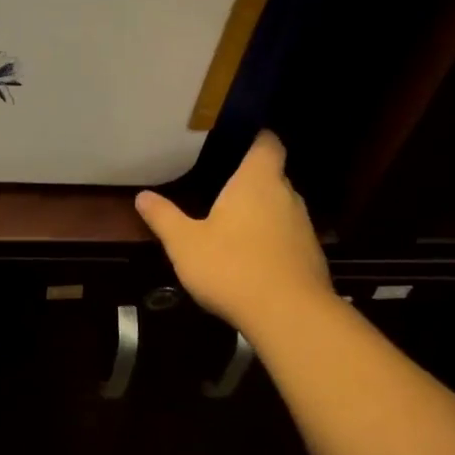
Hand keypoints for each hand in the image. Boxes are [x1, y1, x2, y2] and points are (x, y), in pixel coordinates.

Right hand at [134, 131, 330, 335]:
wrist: (289, 316)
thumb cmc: (232, 266)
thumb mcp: (184, 243)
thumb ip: (164, 217)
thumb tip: (142, 196)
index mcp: (257, 181)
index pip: (268, 144)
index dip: (258, 137)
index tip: (241, 138)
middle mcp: (286, 196)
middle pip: (273, 176)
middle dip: (252, 179)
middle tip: (224, 184)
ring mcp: (303, 227)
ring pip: (281, 208)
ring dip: (262, 212)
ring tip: (235, 222)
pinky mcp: (311, 257)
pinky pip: (288, 237)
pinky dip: (272, 240)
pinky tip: (251, 257)